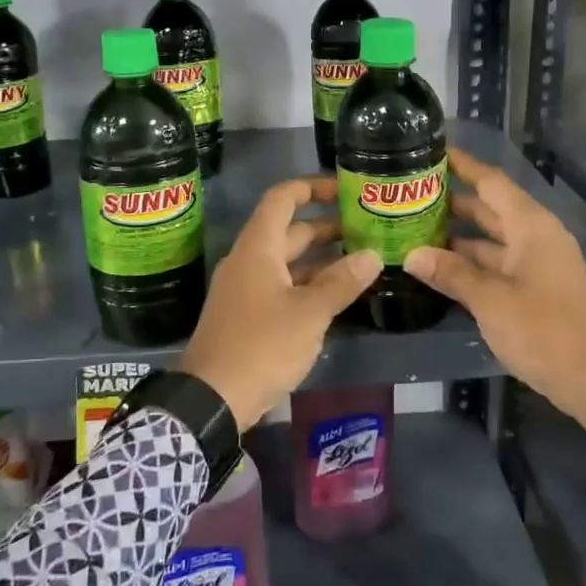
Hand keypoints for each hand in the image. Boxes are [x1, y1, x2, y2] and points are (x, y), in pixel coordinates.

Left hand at [180, 176, 381, 428]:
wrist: (212, 398)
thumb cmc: (261, 345)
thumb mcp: (309, 314)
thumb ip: (341, 282)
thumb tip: (372, 255)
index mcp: (258, 248)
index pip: (282, 198)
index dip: (312, 187)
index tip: (344, 190)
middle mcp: (248, 261)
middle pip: (288, 230)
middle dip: (326, 227)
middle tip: (365, 229)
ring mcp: (245, 289)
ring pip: (286, 262)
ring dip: (319, 259)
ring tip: (360, 261)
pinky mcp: (246, 315)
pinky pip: (281, 286)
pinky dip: (307, 284)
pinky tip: (335, 296)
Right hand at [404, 148, 585, 444]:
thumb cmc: (545, 331)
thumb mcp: (491, 301)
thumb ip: (452, 274)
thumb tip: (412, 255)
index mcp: (530, 226)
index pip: (490, 181)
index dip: (462, 165)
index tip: (430, 152)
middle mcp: (535, 236)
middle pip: (489, 207)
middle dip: (452, 201)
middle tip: (410, 195)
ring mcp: (537, 263)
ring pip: (491, 238)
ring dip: (458, 235)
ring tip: (415, 228)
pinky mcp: (536, 287)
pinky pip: (498, 262)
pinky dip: (472, 261)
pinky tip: (440, 267)